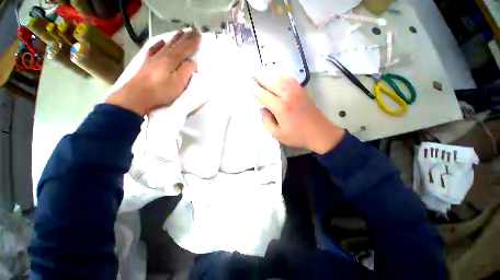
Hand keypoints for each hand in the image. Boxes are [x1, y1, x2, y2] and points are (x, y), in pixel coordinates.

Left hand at [106, 30, 200, 115]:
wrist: (137, 95)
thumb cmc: (161, 91)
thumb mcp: (178, 83)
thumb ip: (186, 71)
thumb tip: (192, 62)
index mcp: (172, 60)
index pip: (185, 49)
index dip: (193, 42)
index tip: (199, 35)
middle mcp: (163, 55)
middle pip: (176, 44)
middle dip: (185, 37)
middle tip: (192, 30)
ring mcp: (154, 58)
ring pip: (167, 45)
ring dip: (175, 38)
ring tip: (181, 32)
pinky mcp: (147, 63)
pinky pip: (154, 49)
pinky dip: (159, 44)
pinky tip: (162, 41)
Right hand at [252, 76, 344, 153]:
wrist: (320, 133)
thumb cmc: (297, 136)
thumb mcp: (278, 134)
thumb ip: (267, 121)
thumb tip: (262, 109)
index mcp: (281, 107)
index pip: (263, 94)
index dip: (253, 89)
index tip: (246, 83)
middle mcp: (288, 95)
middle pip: (270, 82)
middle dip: (259, 78)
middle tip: (250, 75)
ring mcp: (297, 91)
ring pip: (280, 78)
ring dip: (269, 76)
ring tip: (261, 75)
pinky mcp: (302, 91)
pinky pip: (289, 79)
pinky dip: (280, 77)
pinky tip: (277, 78)